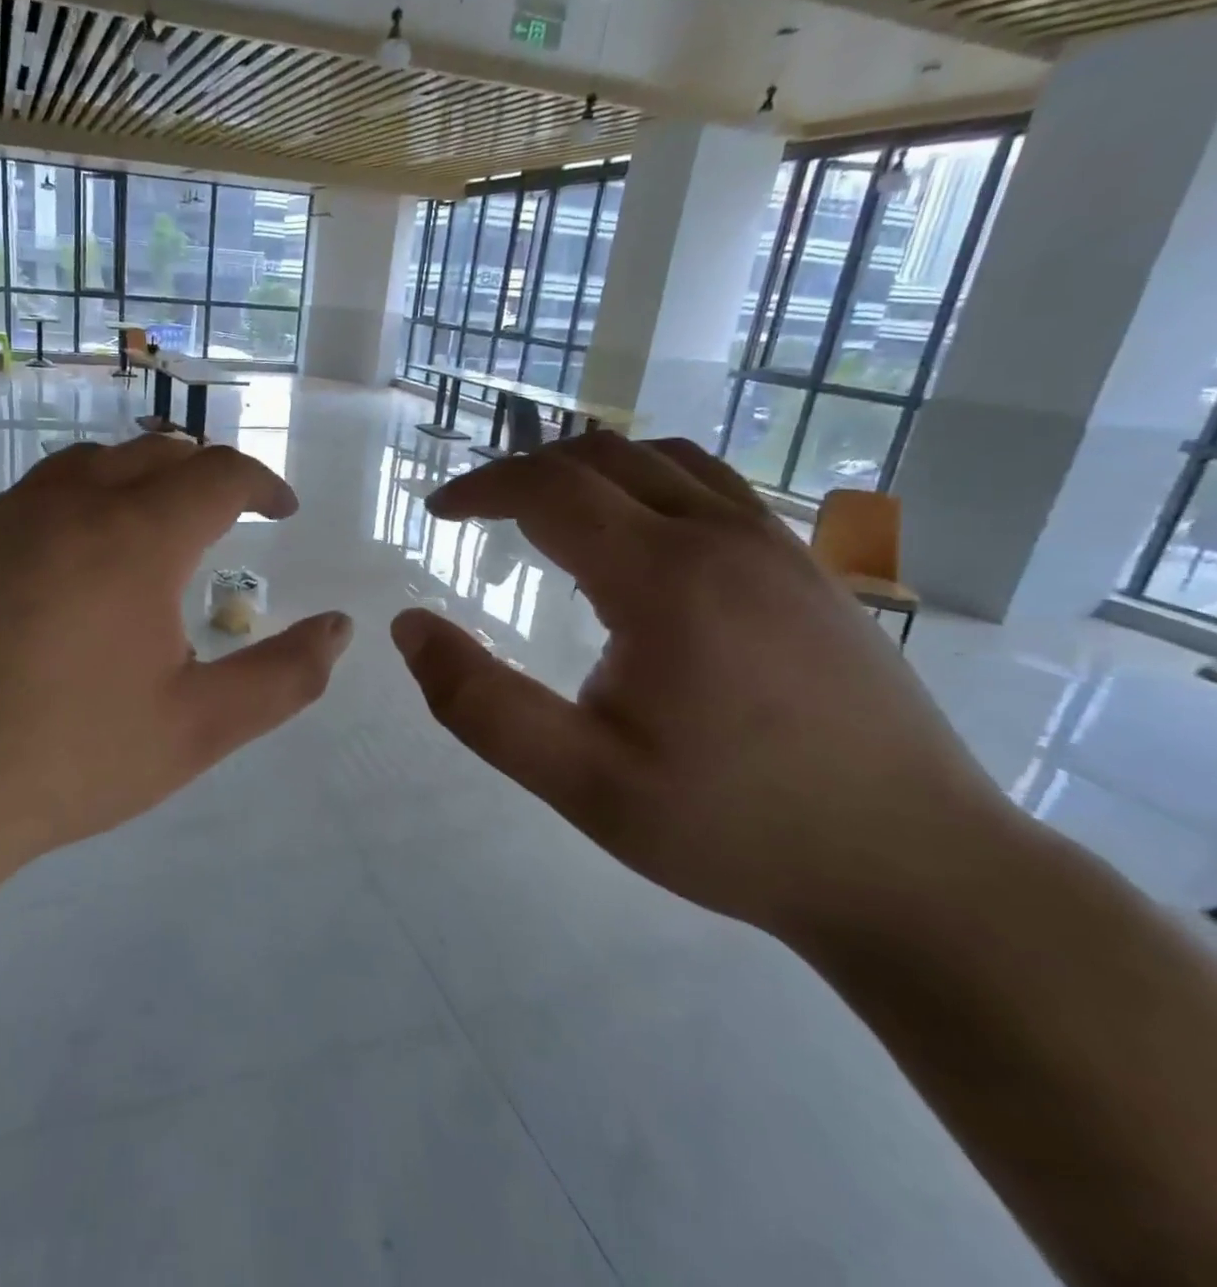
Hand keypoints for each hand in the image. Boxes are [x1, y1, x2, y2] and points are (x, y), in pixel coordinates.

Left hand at [0, 435, 352, 876]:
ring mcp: (5, 520)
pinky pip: (36, 495)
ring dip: (138, 476)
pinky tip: (77, 558)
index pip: (219, 475)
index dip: (263, 484)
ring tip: (156, 521)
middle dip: (205, 473)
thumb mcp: (199, 727)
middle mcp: (70, 505)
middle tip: (229, 512)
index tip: (282, 511)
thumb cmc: (72, 757)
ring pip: (89, 462)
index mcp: (136, 537)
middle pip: (155, 452)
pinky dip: (81, 500)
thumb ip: (284, 677)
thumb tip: (341, 630)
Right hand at [390, 432, 1015, 944]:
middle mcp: (724, 537)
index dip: (482, 488)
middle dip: (525, 472)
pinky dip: (646, 484)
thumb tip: (409, 628)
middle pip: (603, 456)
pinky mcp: (809, 570)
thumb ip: (480, 703)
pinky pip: (712, 487)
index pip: (550, 488)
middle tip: (479, 514)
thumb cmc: (733, 827)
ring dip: (587, 471)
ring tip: (546, 514)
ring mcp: (778, 546)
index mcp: (665, 578)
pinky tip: (637, 541)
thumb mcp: (580, 781)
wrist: (918, 871)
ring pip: (663, 460)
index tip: (439, 513)